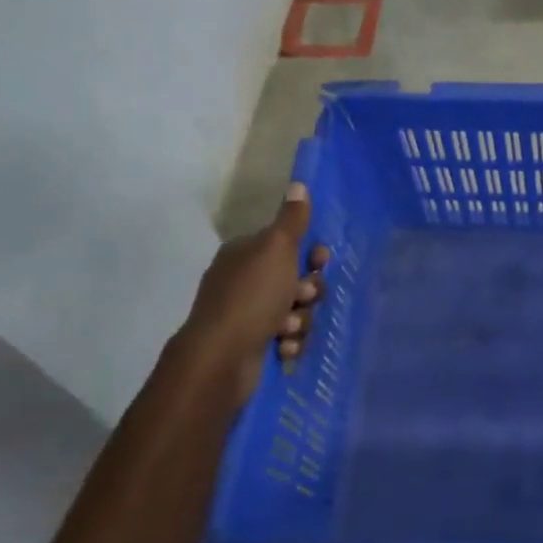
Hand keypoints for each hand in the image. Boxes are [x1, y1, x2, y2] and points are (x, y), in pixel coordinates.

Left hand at [184, 182, 330, 397]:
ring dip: (300, 319)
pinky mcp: (255, 344)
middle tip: (302, 297)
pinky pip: (289, 337)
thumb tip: (298, 184)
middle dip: (308, 291)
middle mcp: (245, 281)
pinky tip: (282, 346)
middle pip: (297, 279)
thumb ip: (292, 220)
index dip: (310, 253)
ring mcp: (249, 314)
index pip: (288, 244)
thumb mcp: (276, 249)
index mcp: (245, 254)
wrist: (222, 358)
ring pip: (297, 311)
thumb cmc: (251, 297)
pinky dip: (290, 342)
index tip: (320, 260)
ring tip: (287, 328)